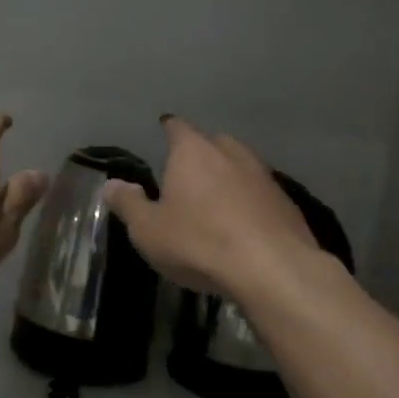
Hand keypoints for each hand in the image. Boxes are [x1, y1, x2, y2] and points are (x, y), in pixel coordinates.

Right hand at [103, 116, 335, 300]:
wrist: (272, 270)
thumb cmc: (198, 242)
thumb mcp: (148, 229)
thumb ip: (128, 203)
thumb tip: (112, 184)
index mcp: (193, 151)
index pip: (177, 127)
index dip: (169, 129)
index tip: (163, 131)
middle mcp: (231, 153)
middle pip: (213, 143)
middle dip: (200, 153)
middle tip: (186, 173)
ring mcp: (264, 177)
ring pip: (241, 167)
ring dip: (228, 178)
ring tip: (215, 200)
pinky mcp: (287, 204)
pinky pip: (260, 194)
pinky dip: (249, 202)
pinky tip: (243, 225)